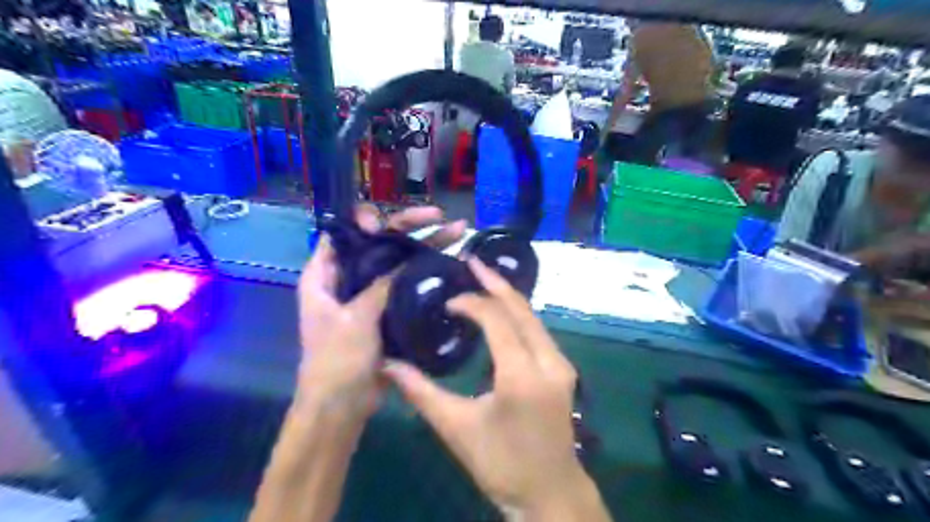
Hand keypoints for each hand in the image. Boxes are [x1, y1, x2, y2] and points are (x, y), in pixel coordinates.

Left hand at [299, 206, 465, 421]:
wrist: (343, 405)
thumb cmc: (337, 361)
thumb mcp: (355, 319)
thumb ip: (380, 286)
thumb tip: (407, 259)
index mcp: (326, 274)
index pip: (344, 233)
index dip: (367, 221)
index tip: (391, 224)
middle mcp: (349, 277)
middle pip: (379, 242)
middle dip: (409, 227)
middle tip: (441, 217)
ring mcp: (371, 292)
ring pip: (399, 260)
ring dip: (426, 245)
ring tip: (459, 232)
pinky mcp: (389, 308)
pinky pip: (408, 283)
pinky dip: (428, 272)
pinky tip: (452, 263)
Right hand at [383, 259, 603, 514]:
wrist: (550, 493)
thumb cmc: (501, 463)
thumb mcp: (456, 429)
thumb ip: (421, 392)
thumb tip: (388, 365)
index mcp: (521, 374)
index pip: (497, 319)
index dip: (471, 302)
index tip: (447, 301)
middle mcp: (548, 360)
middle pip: (521, 308)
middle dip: (495, 283)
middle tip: (470, 262)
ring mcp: (561, 363)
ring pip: (533, 317)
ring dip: (508, 296)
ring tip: (482, 278)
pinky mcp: (563, 369)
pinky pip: (538, 330)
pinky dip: (518, 314)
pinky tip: (500, 310)